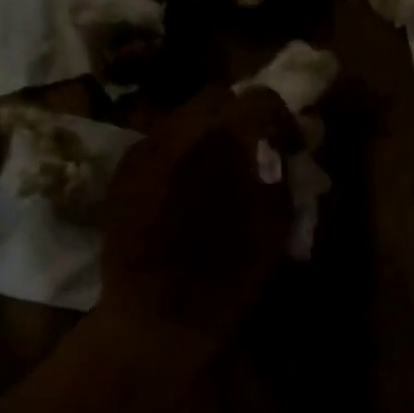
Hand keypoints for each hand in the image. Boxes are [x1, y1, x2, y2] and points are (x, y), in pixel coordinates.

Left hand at [97, 86, 300, 343]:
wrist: (154, 316)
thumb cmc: (227, 276)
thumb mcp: (274, 223)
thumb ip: (281, 171)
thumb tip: (283, 146)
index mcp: (224, 142)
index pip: (261, 99)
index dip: (281, 118)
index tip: (289, 145)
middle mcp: (180, 132)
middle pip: (217, 96)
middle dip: (240, 115)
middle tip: (253, 147)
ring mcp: (145, 149)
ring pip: (184, 115)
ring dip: (208, 131)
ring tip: (217, 165)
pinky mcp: (124, 170)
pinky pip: (159, 141)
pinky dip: (179, 150)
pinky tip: (185, 183)